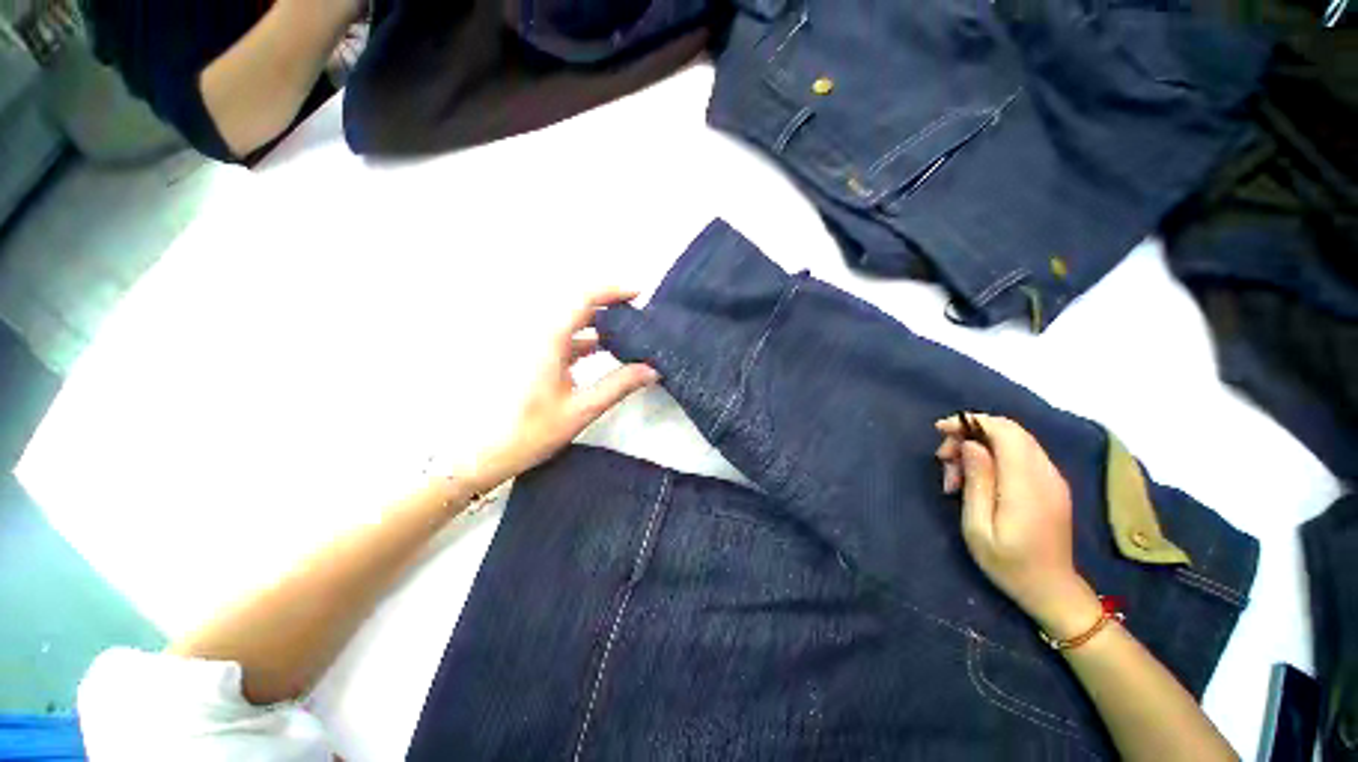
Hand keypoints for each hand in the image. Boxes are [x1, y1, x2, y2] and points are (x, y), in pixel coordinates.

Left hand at [456, 289, 659, 493]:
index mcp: (548, 340)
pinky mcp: (533, 357)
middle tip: (638, 316)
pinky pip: (564, 337)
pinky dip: (586, 338)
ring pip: (571, 322)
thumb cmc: (531, 432)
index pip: (583, 299)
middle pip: (577, 306)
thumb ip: (618, 386)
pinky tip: (604, 350)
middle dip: (610, 306)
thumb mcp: (582, 409)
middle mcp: (538, 335)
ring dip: (599, 324)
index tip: (638, 294)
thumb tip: (652, 369)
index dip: (612, 291)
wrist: (486, 453)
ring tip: (628, 332)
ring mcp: (533, 346)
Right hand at [935, 414, 1101, 639]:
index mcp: (1026, 483)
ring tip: (957, 477)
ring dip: (980, 447)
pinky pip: (1021, 454)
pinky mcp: (1052, 485)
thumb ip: (978, 481)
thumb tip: (971, 444)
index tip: (940, 431)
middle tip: (945, 462)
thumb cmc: (1008, 563)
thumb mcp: (978, 527)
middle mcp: (1045, 473)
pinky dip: (995, 456)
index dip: (970, 422)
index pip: (1004, 431)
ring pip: (1014, 440)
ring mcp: (1052, 478)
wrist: (1052, 590)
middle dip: (970, 435)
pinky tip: (979, 479)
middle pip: (1008, 431)